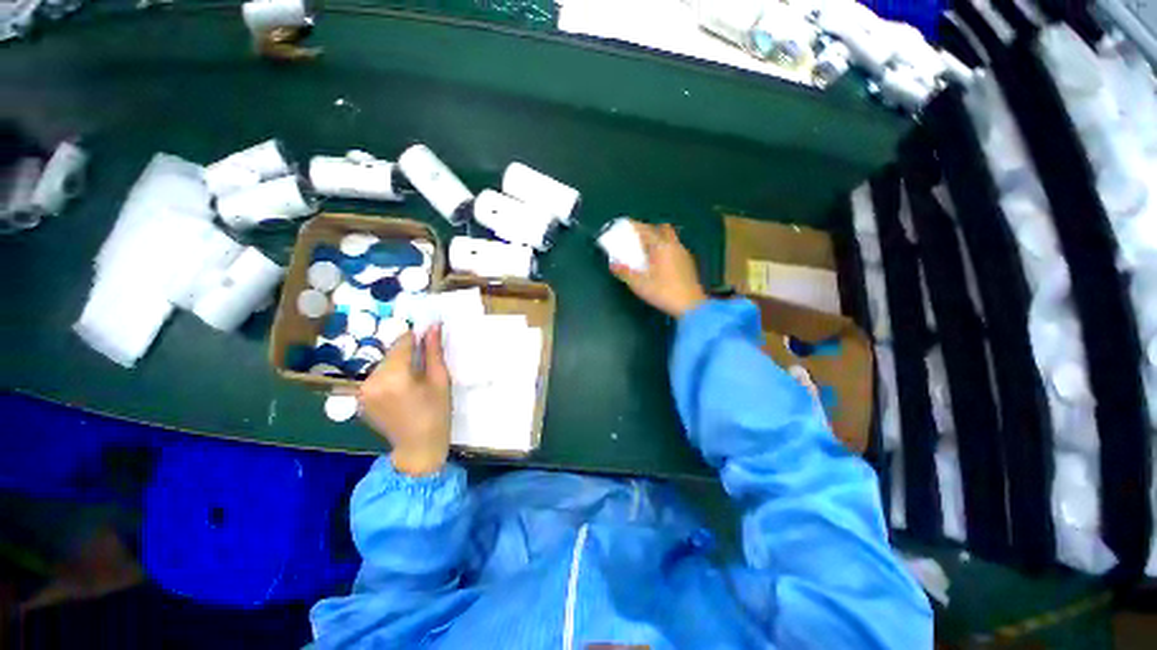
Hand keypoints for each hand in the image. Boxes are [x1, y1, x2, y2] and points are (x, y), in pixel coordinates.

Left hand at [358, 326, 451, 475]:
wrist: (418, 447)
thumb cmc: (437, 413)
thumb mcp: (440, 380)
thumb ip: (434, 352)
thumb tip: (433, 326)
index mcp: (394, 376)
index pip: (402, 343)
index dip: (416, 337)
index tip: (428, 337)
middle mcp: (372, 381)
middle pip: (391, 353)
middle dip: (407, 352)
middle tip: (425, 362)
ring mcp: (363, 391)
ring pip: (384, 364)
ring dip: (399, 364)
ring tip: (415, 377)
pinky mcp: (360, 398)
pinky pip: (377, 376)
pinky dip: (390, 375)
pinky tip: (403, 387)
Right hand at [610, 221, 707, 317]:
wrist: (691, 305)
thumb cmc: (664, 293)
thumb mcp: (639, 285)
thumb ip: (625, 272)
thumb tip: (613, 264)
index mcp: (661, 247)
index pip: (645, 230)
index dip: (634, 226)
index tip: (625, 224)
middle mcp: (674, 245)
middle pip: (662, 228)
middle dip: (649, 229)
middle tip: (638, 238)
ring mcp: (683, 253)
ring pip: (670, 237)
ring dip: (659, 238)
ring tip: (648, 250)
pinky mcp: (688, 262)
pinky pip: (675, 247)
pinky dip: (666, 248)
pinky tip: (660, 261)